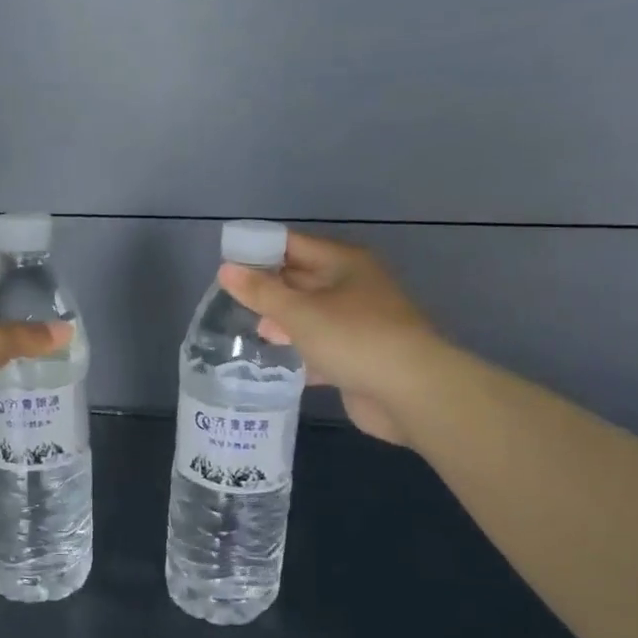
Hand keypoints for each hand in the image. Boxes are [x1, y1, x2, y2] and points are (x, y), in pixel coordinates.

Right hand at [218, 231, 442, 448]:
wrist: (411, 393)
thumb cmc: (354, 338)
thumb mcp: (300, 312)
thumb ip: (261, 292)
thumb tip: (225, 269)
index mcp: (345, 263)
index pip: (293, 245)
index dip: (259, 250)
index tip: (226, 262)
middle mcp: (354, 287)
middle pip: (303, 279)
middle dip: (269, 287)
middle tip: (228, 298)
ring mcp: (360, 323)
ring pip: (312, 315)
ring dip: (283, 321)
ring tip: (246, 329)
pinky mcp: (359, 356)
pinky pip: (322, 346)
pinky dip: (300, 351)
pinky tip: (273, 361)